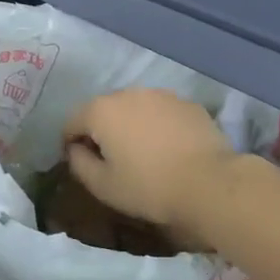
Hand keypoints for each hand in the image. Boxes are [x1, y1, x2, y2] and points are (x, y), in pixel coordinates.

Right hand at [62, 89, 243, 243]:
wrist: (209, 183)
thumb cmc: (149, 187)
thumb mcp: (103, 186)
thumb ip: (79, 164)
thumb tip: (75, 150)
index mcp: (101, 111)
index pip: (72, 122)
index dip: (70, 144)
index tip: (80, 163)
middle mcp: (129, 93)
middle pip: (103, 110)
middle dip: (101, 131)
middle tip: (111, 160)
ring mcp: (161, 95)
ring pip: (135, 108)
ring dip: (131, 125)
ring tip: (142, 153)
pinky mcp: (187, 104)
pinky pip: (161, 113)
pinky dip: (157, 126)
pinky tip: (168, 149)